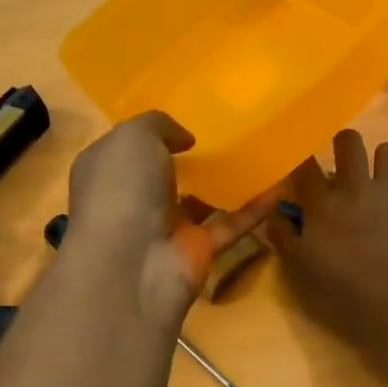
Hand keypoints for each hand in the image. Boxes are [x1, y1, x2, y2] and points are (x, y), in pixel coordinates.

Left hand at [65, 112, 275, 323]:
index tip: (188, 118)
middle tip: (228, 133)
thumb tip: (185, 139)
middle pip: (165, 174)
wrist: (129, 267)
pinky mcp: (197, 250)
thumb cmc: (122, 191)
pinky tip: (280, 188)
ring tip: (260, 156)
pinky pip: (230, 224)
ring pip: (200, 201)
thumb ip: (159, 124)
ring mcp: (166, 227)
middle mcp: (133, 199)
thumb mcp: (133, 137)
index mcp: (107, 170)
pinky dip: (254, 209)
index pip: (128, 148)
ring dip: (226, 183)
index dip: (153, 133)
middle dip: (192, 158)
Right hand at [267, 131, 387, 369]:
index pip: (306, 164)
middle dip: (345, 145)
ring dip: (383, 164)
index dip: (303, 161)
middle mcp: (358, 187)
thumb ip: (284, 236)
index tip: (305, 171)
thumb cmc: (343, 290)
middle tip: (346, 165)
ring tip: (382, 185)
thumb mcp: (300, 269)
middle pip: (349, 141)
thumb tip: (277, 214)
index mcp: (323, 202)